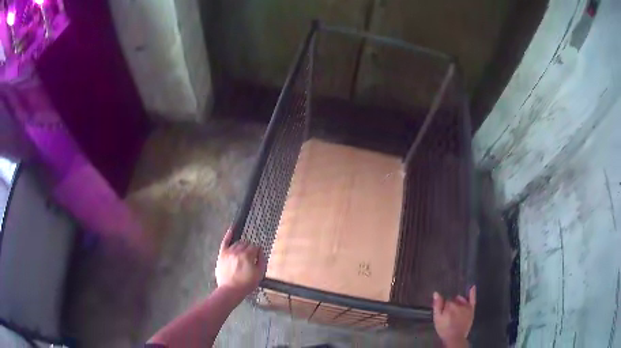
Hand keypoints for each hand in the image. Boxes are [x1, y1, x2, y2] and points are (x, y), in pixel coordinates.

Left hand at [215, 229, 265, 298]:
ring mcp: (228, 252)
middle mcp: (237, 251)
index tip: (257, 257)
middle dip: (249, 249)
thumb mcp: (260, 274)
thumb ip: (262, 260)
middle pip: (246, 244)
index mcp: (248, 255)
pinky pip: (225, 242)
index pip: (255, 247)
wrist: (230, 290)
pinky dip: (228, 235)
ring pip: (237, 243)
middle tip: (250, 257)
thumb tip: (261, 252)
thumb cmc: (246, 284)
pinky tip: (231, 230)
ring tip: (242, 254)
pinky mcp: (222, 255)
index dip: (257, 252)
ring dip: (241, 247)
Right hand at [432, 286, 475, 347]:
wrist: (455, 337)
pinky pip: (472, 299)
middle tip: (448, 314)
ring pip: (461, 300)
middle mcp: (459, 303)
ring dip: (458, 301)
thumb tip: (436, 293)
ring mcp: (466, 306)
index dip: (444, 307)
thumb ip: (437, 306)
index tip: (443, 313)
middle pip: (453, 300)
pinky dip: (472, 293)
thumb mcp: (437, 318)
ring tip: (455, 309)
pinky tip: (472, 287)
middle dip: (451, 305)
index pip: (446, 301)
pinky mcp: (471, 309)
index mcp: (449, 305)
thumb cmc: (444, 329)